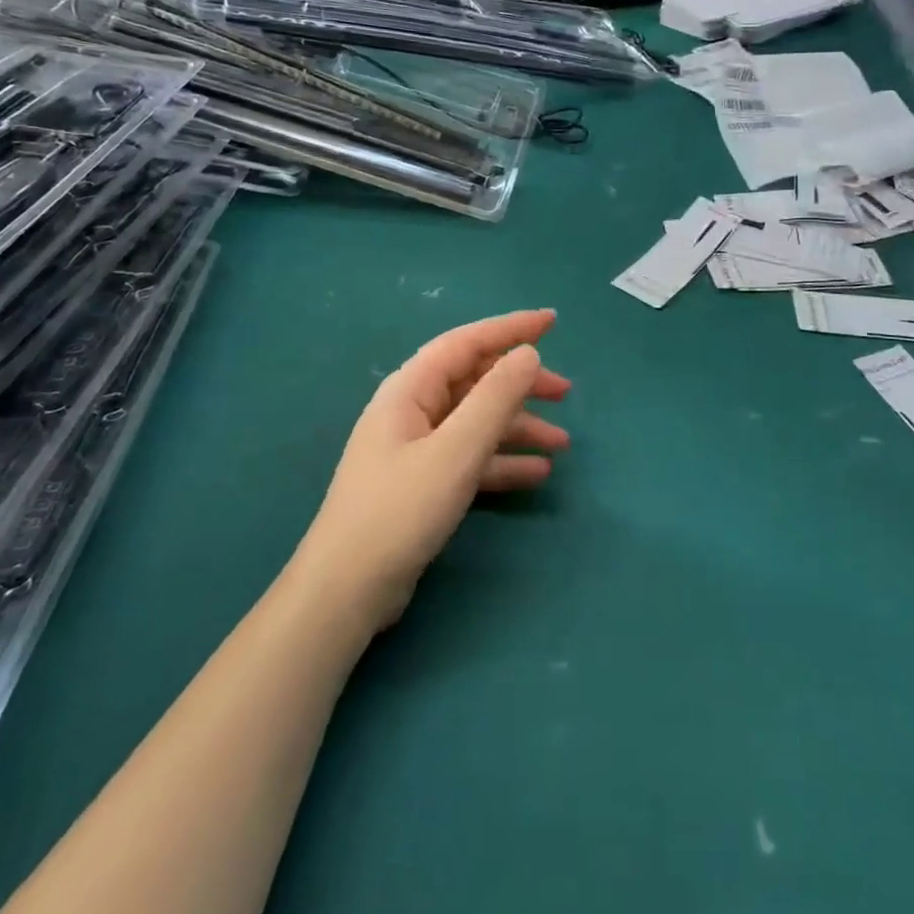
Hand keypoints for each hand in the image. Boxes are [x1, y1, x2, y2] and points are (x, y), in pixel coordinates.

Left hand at [298, 311, 570, 629]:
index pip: (467, 342)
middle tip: (566, 393)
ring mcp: (416, 448)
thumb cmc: (401, 510)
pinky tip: (536, 473)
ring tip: (562, 443)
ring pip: (477, 421)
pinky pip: (470, 456)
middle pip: (475, 381)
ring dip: (519, 427)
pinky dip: (502, 460)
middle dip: (521, 384)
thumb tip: (527, 354)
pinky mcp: (422, 482)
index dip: (511, 328)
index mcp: (410, 389)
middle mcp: (412, 410)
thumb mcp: (457, 450)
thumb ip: (495, 398)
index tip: (552, 322)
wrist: (347, 591)